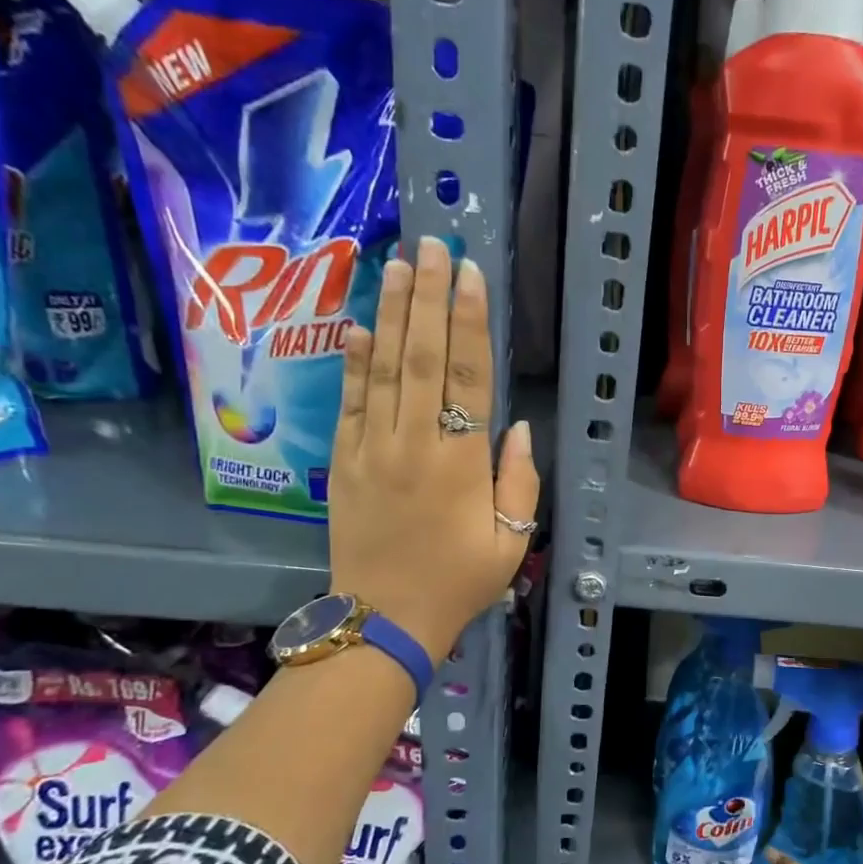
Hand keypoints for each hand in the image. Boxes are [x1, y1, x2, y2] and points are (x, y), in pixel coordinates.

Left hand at [329, 236, 539, 659]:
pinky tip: (358, 325)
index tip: (469, 273)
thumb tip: (519, 427)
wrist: (384, 619)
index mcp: (460, 462)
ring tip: (398, 265)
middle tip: (432, 244)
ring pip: (382, 368)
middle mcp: (413, 443)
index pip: (467, 376)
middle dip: (428, 297)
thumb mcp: (511, 542)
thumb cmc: (458, 583)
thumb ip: (519, 482)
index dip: (469, 321)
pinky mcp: (342, 462)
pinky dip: (354, 361)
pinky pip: (349, 401)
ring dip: (390, 312)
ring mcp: (370, 449)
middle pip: (421, 356)